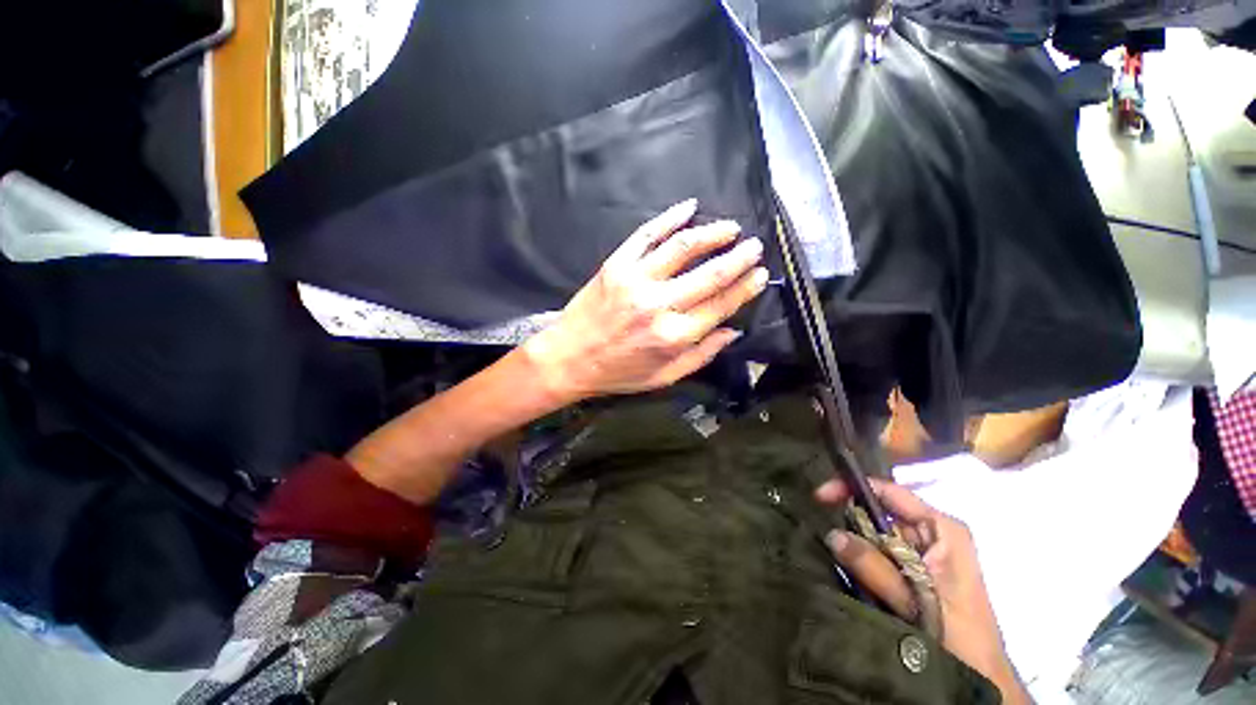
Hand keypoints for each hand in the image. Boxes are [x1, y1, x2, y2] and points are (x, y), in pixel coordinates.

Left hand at [523, 199, 767, 402]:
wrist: (568, 358)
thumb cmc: (618, 372)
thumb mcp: (663, 378)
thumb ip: (701, 356)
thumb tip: (732, 331)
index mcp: (673, 336)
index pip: (720, 305)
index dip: (745, 288)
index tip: (760, 274)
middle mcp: (658, 305)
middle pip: (710, 274)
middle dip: (738, 257)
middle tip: (754, 246)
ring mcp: (636, 280)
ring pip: (683, 247)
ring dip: (712, 233)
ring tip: (730, 228)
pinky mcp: (616, 264)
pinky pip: (647, 234)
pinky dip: (670, 217)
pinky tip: (688, 207)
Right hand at [815, 479, 1031, 704]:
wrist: (980, 678)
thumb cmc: (961, 638)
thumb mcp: (918, 601)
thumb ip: (876, 569)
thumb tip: (832, 534)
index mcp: (941, 528)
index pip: (889, 492)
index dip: (852, 488)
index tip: (819, 497)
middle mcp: (932, 533)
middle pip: (879, 514)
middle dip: (851, 525)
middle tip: (828, 542)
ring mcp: (923, 552)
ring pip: (876, 537)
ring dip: (857, 550)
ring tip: (840, 564)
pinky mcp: (915, 570)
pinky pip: (880, 556)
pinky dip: (864, 565)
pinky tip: (855, 578)